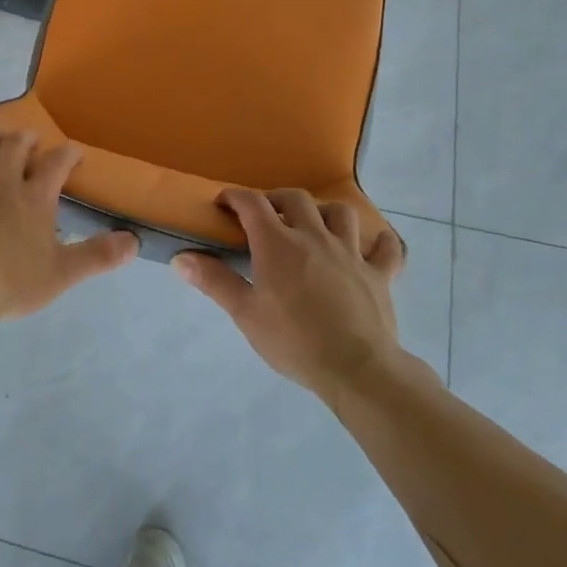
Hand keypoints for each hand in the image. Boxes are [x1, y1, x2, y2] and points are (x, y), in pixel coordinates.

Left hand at [0, 129, 138, 321]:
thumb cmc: (12, 283)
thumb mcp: (63, 273)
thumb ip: (98, 256)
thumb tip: (134, 241)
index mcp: (34, 200)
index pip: (55, 165)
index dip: (68, 153)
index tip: (75, 151)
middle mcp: (3, 186)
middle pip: (14, 148)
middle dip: (25, 138)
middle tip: (31, 139)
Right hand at [175, 188, 407, 400]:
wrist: (357, 369)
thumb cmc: (294, 341)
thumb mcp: (245, 314)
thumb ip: (214, 281)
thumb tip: (180, 258)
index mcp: (277, 243)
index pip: (252, 203)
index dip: (235, 197)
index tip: (223, 203)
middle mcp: (314, 237)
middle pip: (296, 199)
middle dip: (276, 199)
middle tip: (266, 214)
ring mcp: (351, 252)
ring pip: (341, 213)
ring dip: (324, 212)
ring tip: (314, 225)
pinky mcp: (379, 274)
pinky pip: (386, 248)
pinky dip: (379, 242)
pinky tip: (373, 245)